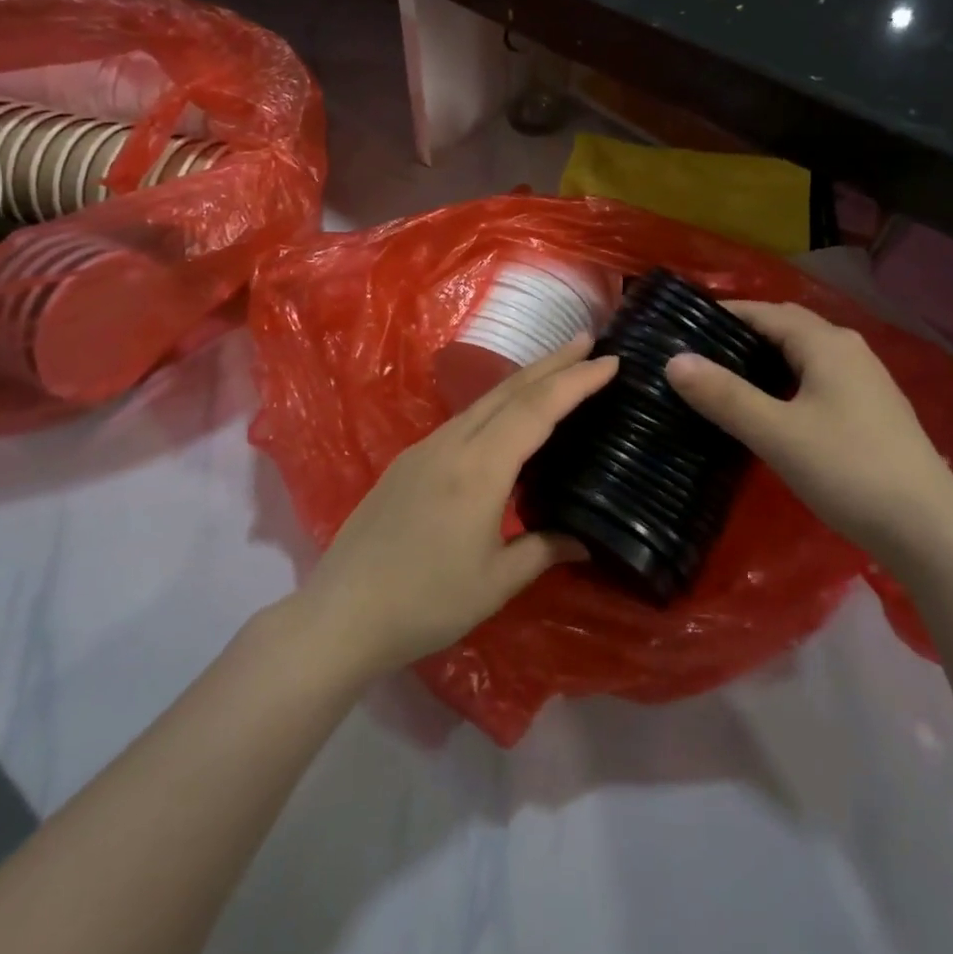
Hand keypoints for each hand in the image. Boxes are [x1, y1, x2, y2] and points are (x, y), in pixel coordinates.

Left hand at [294, 336, 616, 680]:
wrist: (342, 613)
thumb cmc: (426, 602)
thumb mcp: (496, 583)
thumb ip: (544, 550)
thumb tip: (585, 539)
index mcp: (480, 468)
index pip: (537, 409)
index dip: (576, 382)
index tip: (610, 361)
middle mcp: (452, 443)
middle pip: (510, 390)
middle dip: (552, 362)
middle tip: (588, 341)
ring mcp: (426, 447)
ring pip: (484, 400)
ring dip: (525, 380)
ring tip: (557, 370)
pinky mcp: (409, 460)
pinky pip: (464, 418)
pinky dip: (497, 404)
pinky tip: (506, 416)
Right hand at [666, 302, 952, 553]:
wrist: (929, 530)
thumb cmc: (848, 471)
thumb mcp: (776, 433)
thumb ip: (724, 395)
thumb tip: (674, 360)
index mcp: (826, 344)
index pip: (765, 312)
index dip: (724, 314)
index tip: (683, 325)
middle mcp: (849, 350)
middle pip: (787, 327)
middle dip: (744, 332)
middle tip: (699, 352)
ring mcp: (866, 380)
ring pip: (804, 354)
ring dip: (766, 358)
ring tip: (725, 377)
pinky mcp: (872, 410)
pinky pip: (818, 378)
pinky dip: (787, 380)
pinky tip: (771, 408)